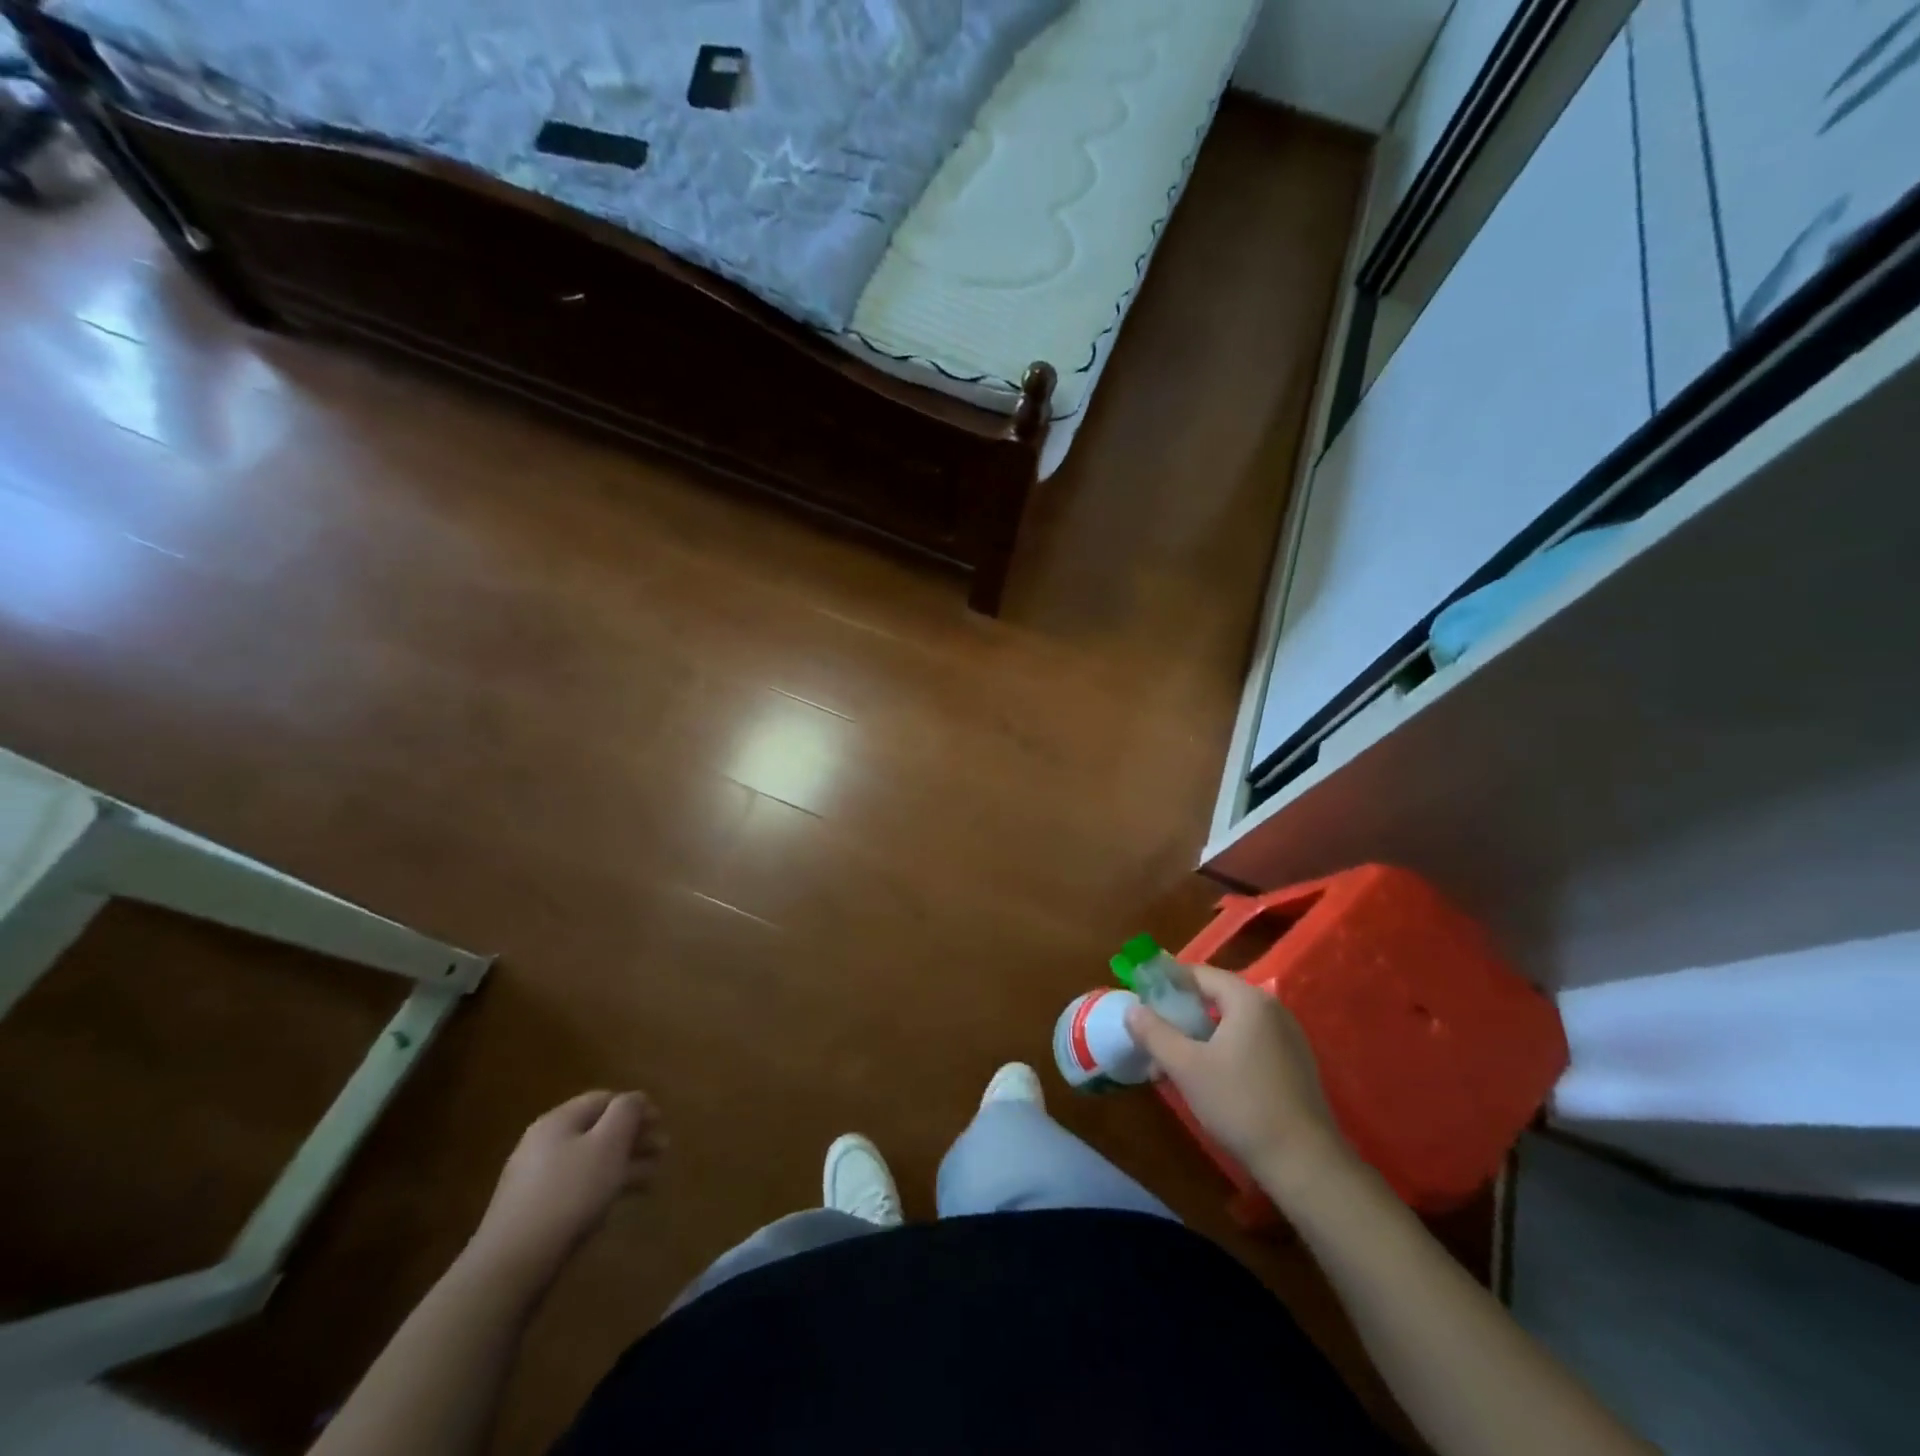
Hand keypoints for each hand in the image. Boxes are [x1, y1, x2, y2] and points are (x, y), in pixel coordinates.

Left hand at [467, 1091, 665, 1288]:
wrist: (512, 1265)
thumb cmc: (569, 1193)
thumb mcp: (608, 1144)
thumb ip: (626, 1112)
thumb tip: (634, 1099)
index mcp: (559, 1120)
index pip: (604, 1098)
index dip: (636, 1106)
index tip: (661, 1123)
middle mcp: (544, 1142)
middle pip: (597, 1129)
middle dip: (632, 1137)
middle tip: (662, 1151)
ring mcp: (535, 1179)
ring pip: (590, 1159)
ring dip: (623, 1163)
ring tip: (651, 1177)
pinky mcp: (533, 1211)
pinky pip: (577, 1186)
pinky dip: (603, 1186)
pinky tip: (618, 1201)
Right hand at [1126, 966, 1350, 1188]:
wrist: (1304, 1163)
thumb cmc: (1240, 1104)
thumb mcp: (1186, 1067)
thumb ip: (1155, 1033)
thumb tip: (1132, 1008)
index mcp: (1248, 1000)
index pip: (1199, 974)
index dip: (1167, 982)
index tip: (1141, 997)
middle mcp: (1272, 1009)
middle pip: (1216, 998)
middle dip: (1180, 1015)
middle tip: (1153, 1035)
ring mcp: (1288, 1038)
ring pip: (1231, 1024)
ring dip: (1199, 1037)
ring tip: (1173, 1063)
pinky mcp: (1295, 1065)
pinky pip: (1249, 1044)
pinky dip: (1223, 1051)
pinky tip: (1207, 1079)